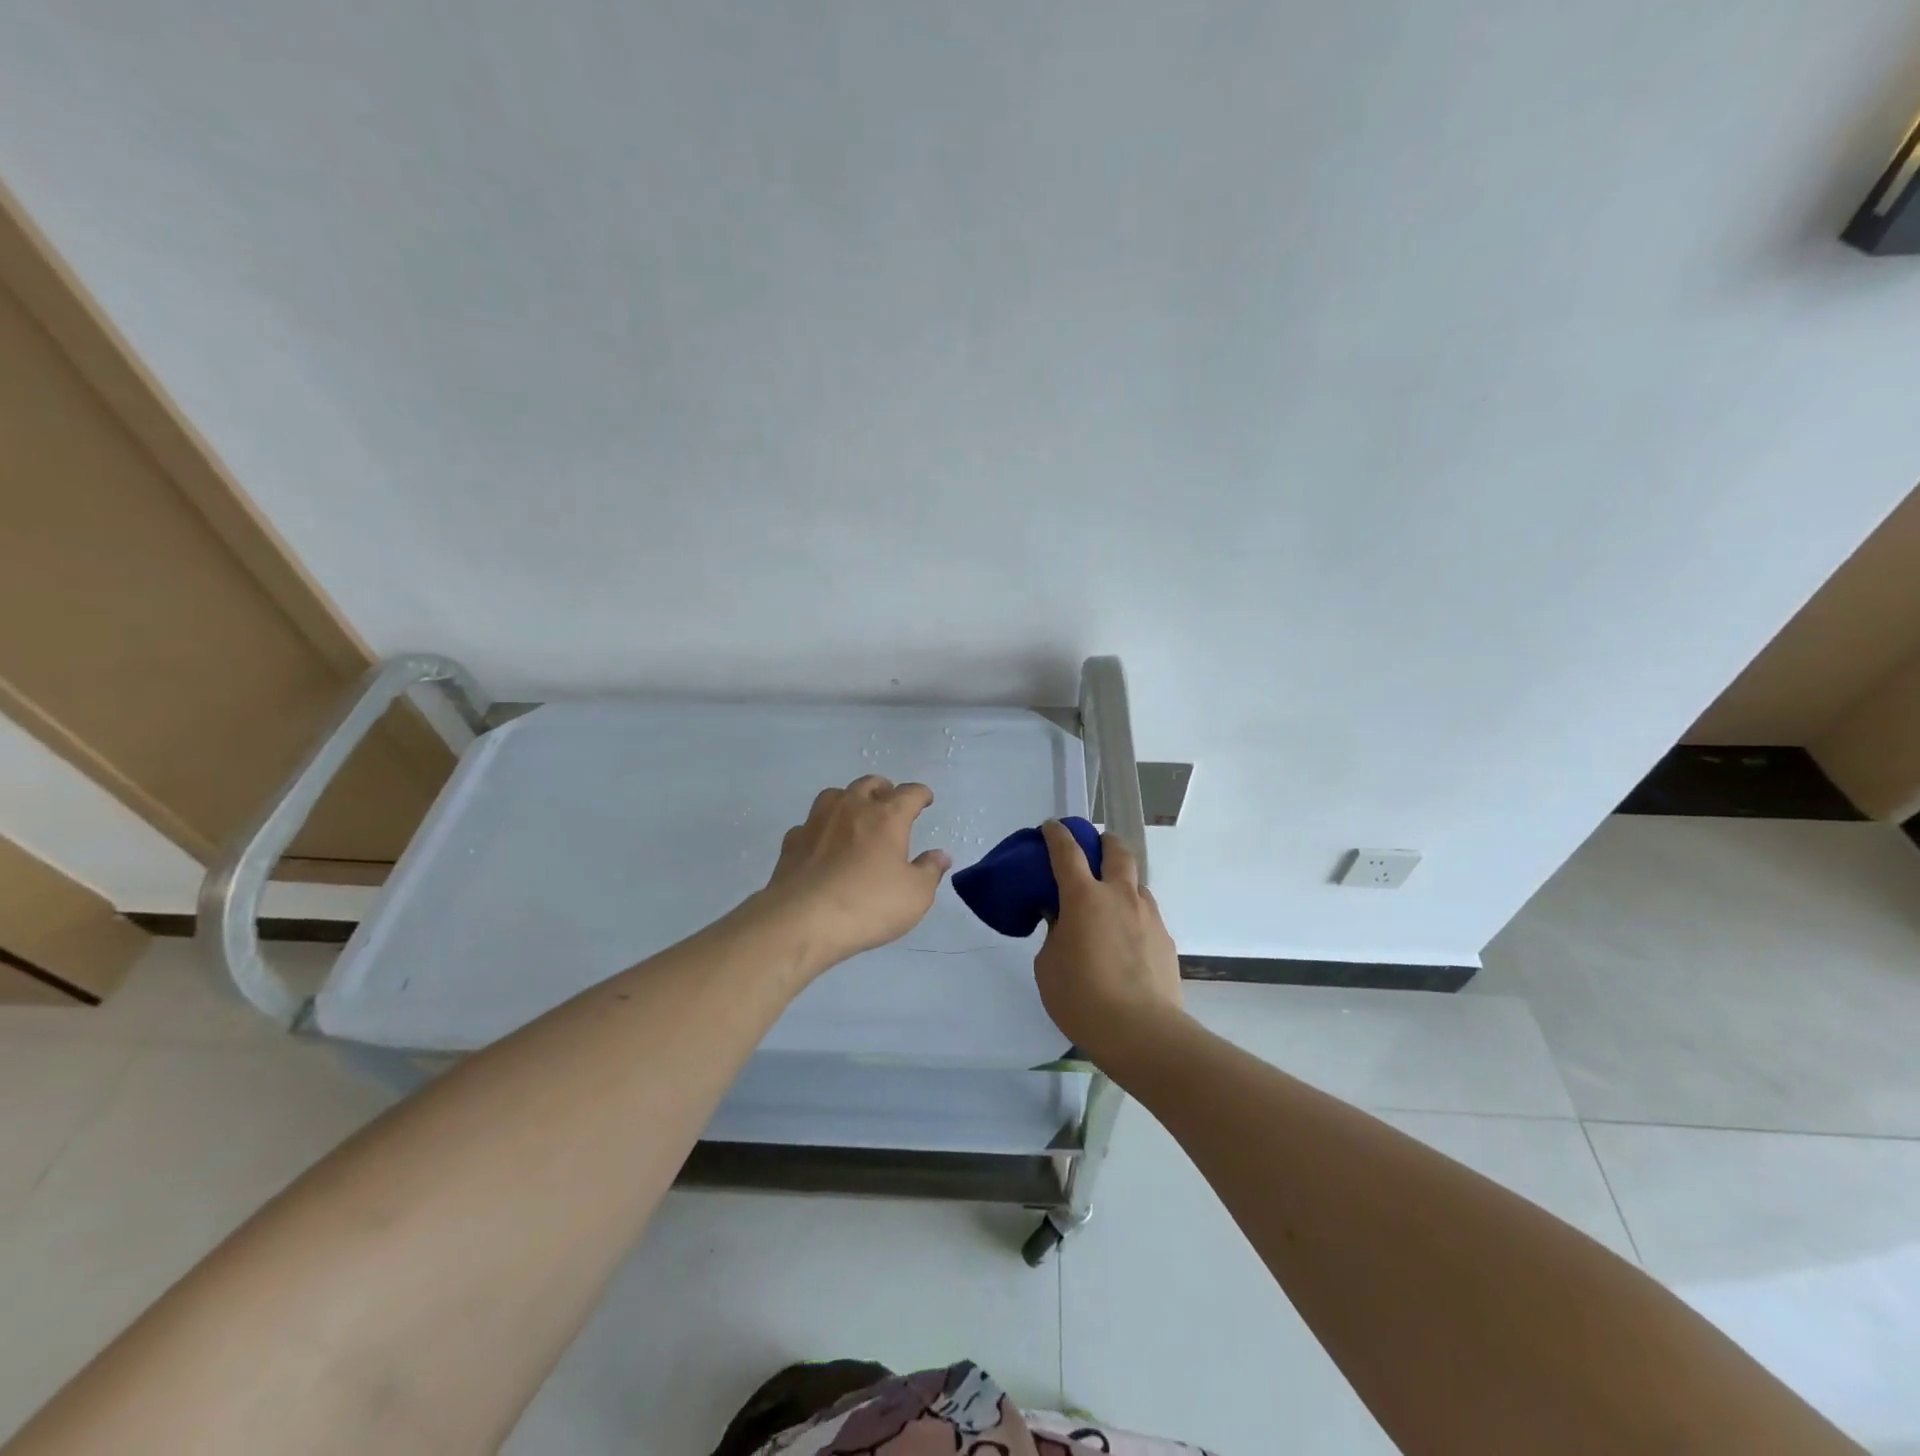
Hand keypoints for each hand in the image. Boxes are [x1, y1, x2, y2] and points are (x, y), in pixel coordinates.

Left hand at [756, 776, 951, 973]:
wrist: (803, 920)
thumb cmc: (868, 905)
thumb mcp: (915, 895)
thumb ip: (930, 870)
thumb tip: (941, 855)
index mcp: (886, 817)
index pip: (909, 793)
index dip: (921, 794)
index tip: (925, 799)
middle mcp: (852, 809)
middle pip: (870, 784)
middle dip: (884, 790)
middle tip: (890, 803)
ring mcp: (818, 822)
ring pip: (835, 795)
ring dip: (849, 799)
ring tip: (855, 815)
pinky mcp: (793, 841)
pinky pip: (810, 824)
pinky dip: (821, 828)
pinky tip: (823, 843)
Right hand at [1034, 820, 1183, 1063]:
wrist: (1141, 1032)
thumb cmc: (1082, 997)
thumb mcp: (1048, 965)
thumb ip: (1054, 934)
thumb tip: (1062, 922)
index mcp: (1084, 897)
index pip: (1067, 851)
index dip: (1057, 835)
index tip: (1051, 827)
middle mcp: (1119, 896)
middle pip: (1117, 851)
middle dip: (1104, 841)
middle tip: (1094, 847)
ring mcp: (1148, 916)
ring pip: (1137, 883)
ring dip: (1122, 882)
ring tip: (1110, 905)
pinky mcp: (1165, 940)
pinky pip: (1146, 915)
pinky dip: (1133, 916)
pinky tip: (1126, 942)